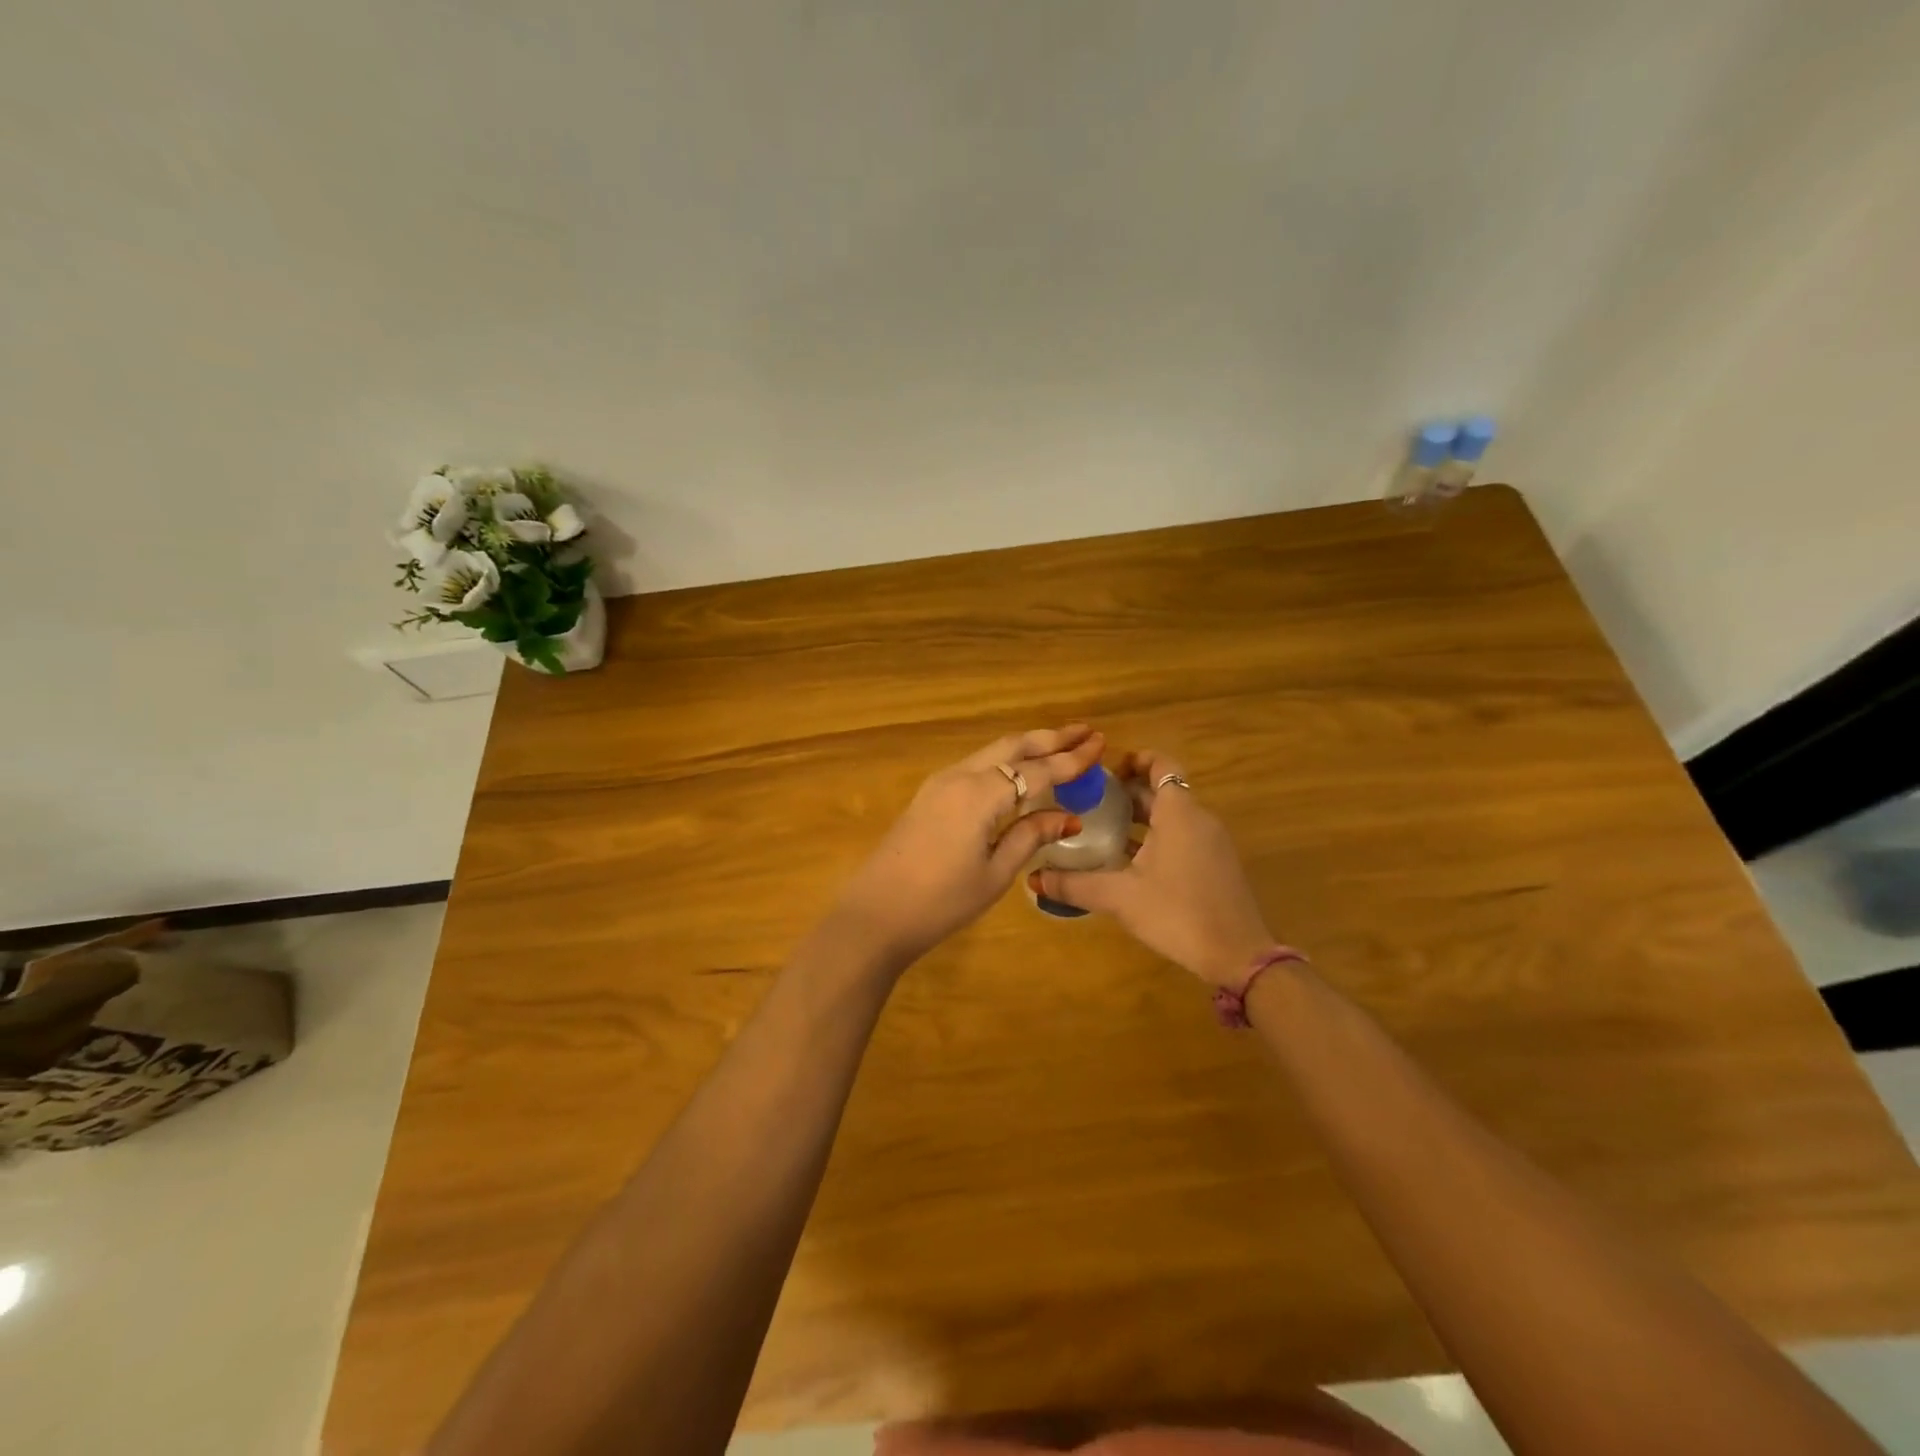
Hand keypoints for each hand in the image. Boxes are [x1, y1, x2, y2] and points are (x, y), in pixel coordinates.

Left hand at [833, 726, 1104, 970]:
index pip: (1036, 770)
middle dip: (1050, 738)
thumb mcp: (995, 874)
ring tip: (1060, 745)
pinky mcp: (929, 795)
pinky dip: (1005, 761)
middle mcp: (960, 776)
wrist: (875, 913)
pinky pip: (976, 766)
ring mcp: (940, 783)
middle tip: (1085, 732)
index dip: (1071, 759)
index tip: (1101, 744)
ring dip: (1027, 746)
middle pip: (1012, 747)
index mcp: (980, 795)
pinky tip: (1019, 771)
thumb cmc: (941, 901)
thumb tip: (1068, 816)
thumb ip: (1030, 837)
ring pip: (991, 752)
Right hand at [1031, 749, 1273, 986]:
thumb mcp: (1120, 897)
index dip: (1134, 760)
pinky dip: (1156, 836)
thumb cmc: (1178, 913)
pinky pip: (1183, 836)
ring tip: (1101, 830)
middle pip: (1162, 790)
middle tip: (1089, 802)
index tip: (1103, 772)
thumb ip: (1075, 884)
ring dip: (1140, 816)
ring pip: (1172, 815)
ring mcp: (1212, 842)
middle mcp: (1199, 819)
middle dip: (1127, 792)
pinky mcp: (1216, 864)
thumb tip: (1033, 878)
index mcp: (1179, 813)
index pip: (1161, 764)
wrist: (1238, 955)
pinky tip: (1129, 862)